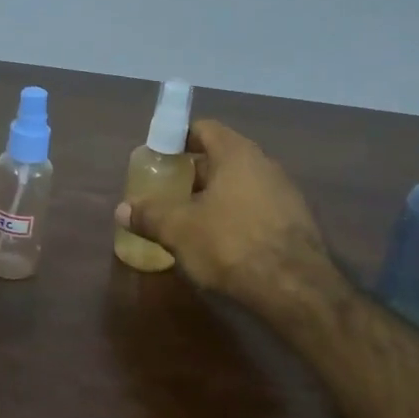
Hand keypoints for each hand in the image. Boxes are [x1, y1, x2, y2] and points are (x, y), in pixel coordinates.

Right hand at [115, 120, 336, 324]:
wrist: (296, 289)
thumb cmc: (231, 244)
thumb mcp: (179, 230)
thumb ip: (149, 215)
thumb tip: (122, 210)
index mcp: (237, 153)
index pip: (205, 128)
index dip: (179, 138)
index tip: (159, 155)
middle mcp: (265, 164)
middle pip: (222, 157)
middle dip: (194, 173)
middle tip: (167, 190)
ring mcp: (285, 193)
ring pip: (240, 184)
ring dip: (215, 196)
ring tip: (189, 218)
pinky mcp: (296, 223)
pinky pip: (257, 208)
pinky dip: (235, 216)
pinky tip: (221, 241)